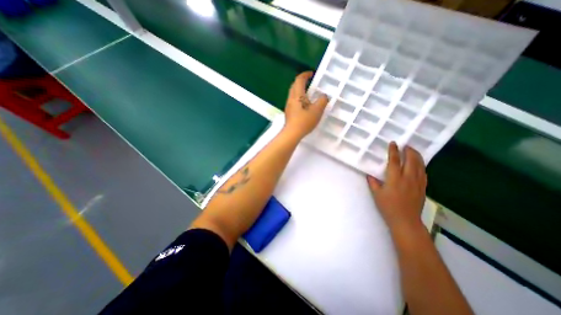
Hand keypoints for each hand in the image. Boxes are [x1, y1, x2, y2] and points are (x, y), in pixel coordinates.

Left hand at [286, 72, 329, 140]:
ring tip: (308, 94)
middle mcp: (291, 98)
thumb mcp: (317, 110)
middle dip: (301, 81)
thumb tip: (323, 96)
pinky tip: (304, 105)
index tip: (311, 74)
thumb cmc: (305, 121)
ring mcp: (288, 106)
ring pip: (293, 94)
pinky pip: (293, 101)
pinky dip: (298, 98)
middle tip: (309, 83)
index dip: (305, 75)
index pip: (299, 80)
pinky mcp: (288, 112)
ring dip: (299, 90)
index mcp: (297, 95)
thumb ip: (322, 101)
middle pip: (294, 85)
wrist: (292, 133)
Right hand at [367, 143, 427, 230]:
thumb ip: (373, 183)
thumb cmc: (388, 207)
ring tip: (413, 151)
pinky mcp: (423, 188)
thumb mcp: (377, 194)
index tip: (393, 143)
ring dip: (417, 156)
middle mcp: (407, 178)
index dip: (393, 151)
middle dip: (409, 151)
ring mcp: (417, 183)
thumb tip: (369, 174)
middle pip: (411, 160)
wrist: (405, 220)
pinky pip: (424, 173)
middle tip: (406, 145)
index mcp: (394, 178)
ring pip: (420, 166)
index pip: (394, 161)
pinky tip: (419, 165)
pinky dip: (421, 166)